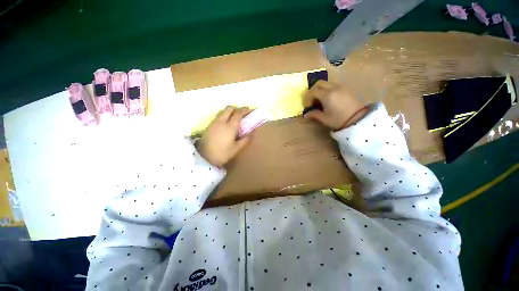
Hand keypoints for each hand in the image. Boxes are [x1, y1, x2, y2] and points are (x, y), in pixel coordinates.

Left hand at [196, 106, 250, 166]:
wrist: (203, 157)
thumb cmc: (222, 153)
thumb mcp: (236, 149)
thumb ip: (245, 140)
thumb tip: (252, 133)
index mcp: (230, 126)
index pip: (238, 113)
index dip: (245, 110)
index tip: (249, 110)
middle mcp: (222, 121)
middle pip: (229, 108)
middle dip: (236, 109)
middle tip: (241, 114)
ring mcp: (214, 122)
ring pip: (222, 112)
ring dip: (229, 112)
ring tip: (234, 119)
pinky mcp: (209, 125)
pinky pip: (218, 116)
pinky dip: (224, 116)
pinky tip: (225, 124)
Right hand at [303, 81, 367, 129]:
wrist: (359, 118)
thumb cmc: (339, 119)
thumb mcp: (324, 118)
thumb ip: (314, 115)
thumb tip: (305, 115)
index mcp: (327, 95)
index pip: (313, 92)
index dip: (308, 99)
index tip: (308, 107)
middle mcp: (333, 87)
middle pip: (319, 83)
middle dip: (313, 91)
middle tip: (313, 101)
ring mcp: (341, 86)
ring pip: (327, 83)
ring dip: (321, 90)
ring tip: (321, 100)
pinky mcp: (347, 88)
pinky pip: (334, 85)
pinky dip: (328, 89)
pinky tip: (330, 99)